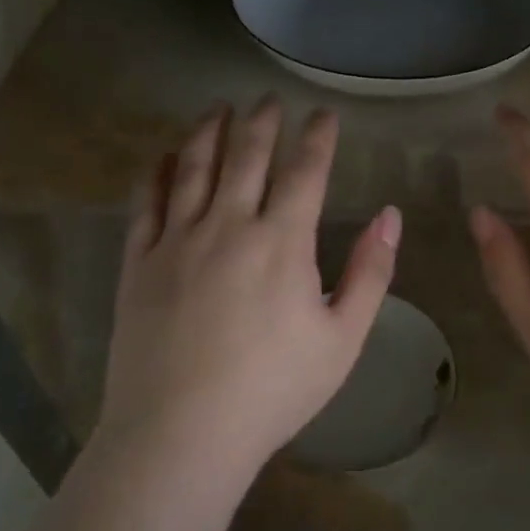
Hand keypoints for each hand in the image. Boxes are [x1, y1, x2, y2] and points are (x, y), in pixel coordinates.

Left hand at [95, 98, 400, 476]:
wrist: (182, 432)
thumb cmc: (273, 390)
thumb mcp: (343, 339)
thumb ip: (370, 273)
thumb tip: (390, 216)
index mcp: (283, 242)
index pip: (305, 172)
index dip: (317, 138)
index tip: (323, 115)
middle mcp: (229, 225)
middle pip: (247, 156)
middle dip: (262, 121)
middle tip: (268, 98)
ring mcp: (177, 240)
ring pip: (193, 167)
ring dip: (208, 131)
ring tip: (218, 108)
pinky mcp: (139, 262)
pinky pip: (146, 202)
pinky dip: (156, 171)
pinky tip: (163, 155)